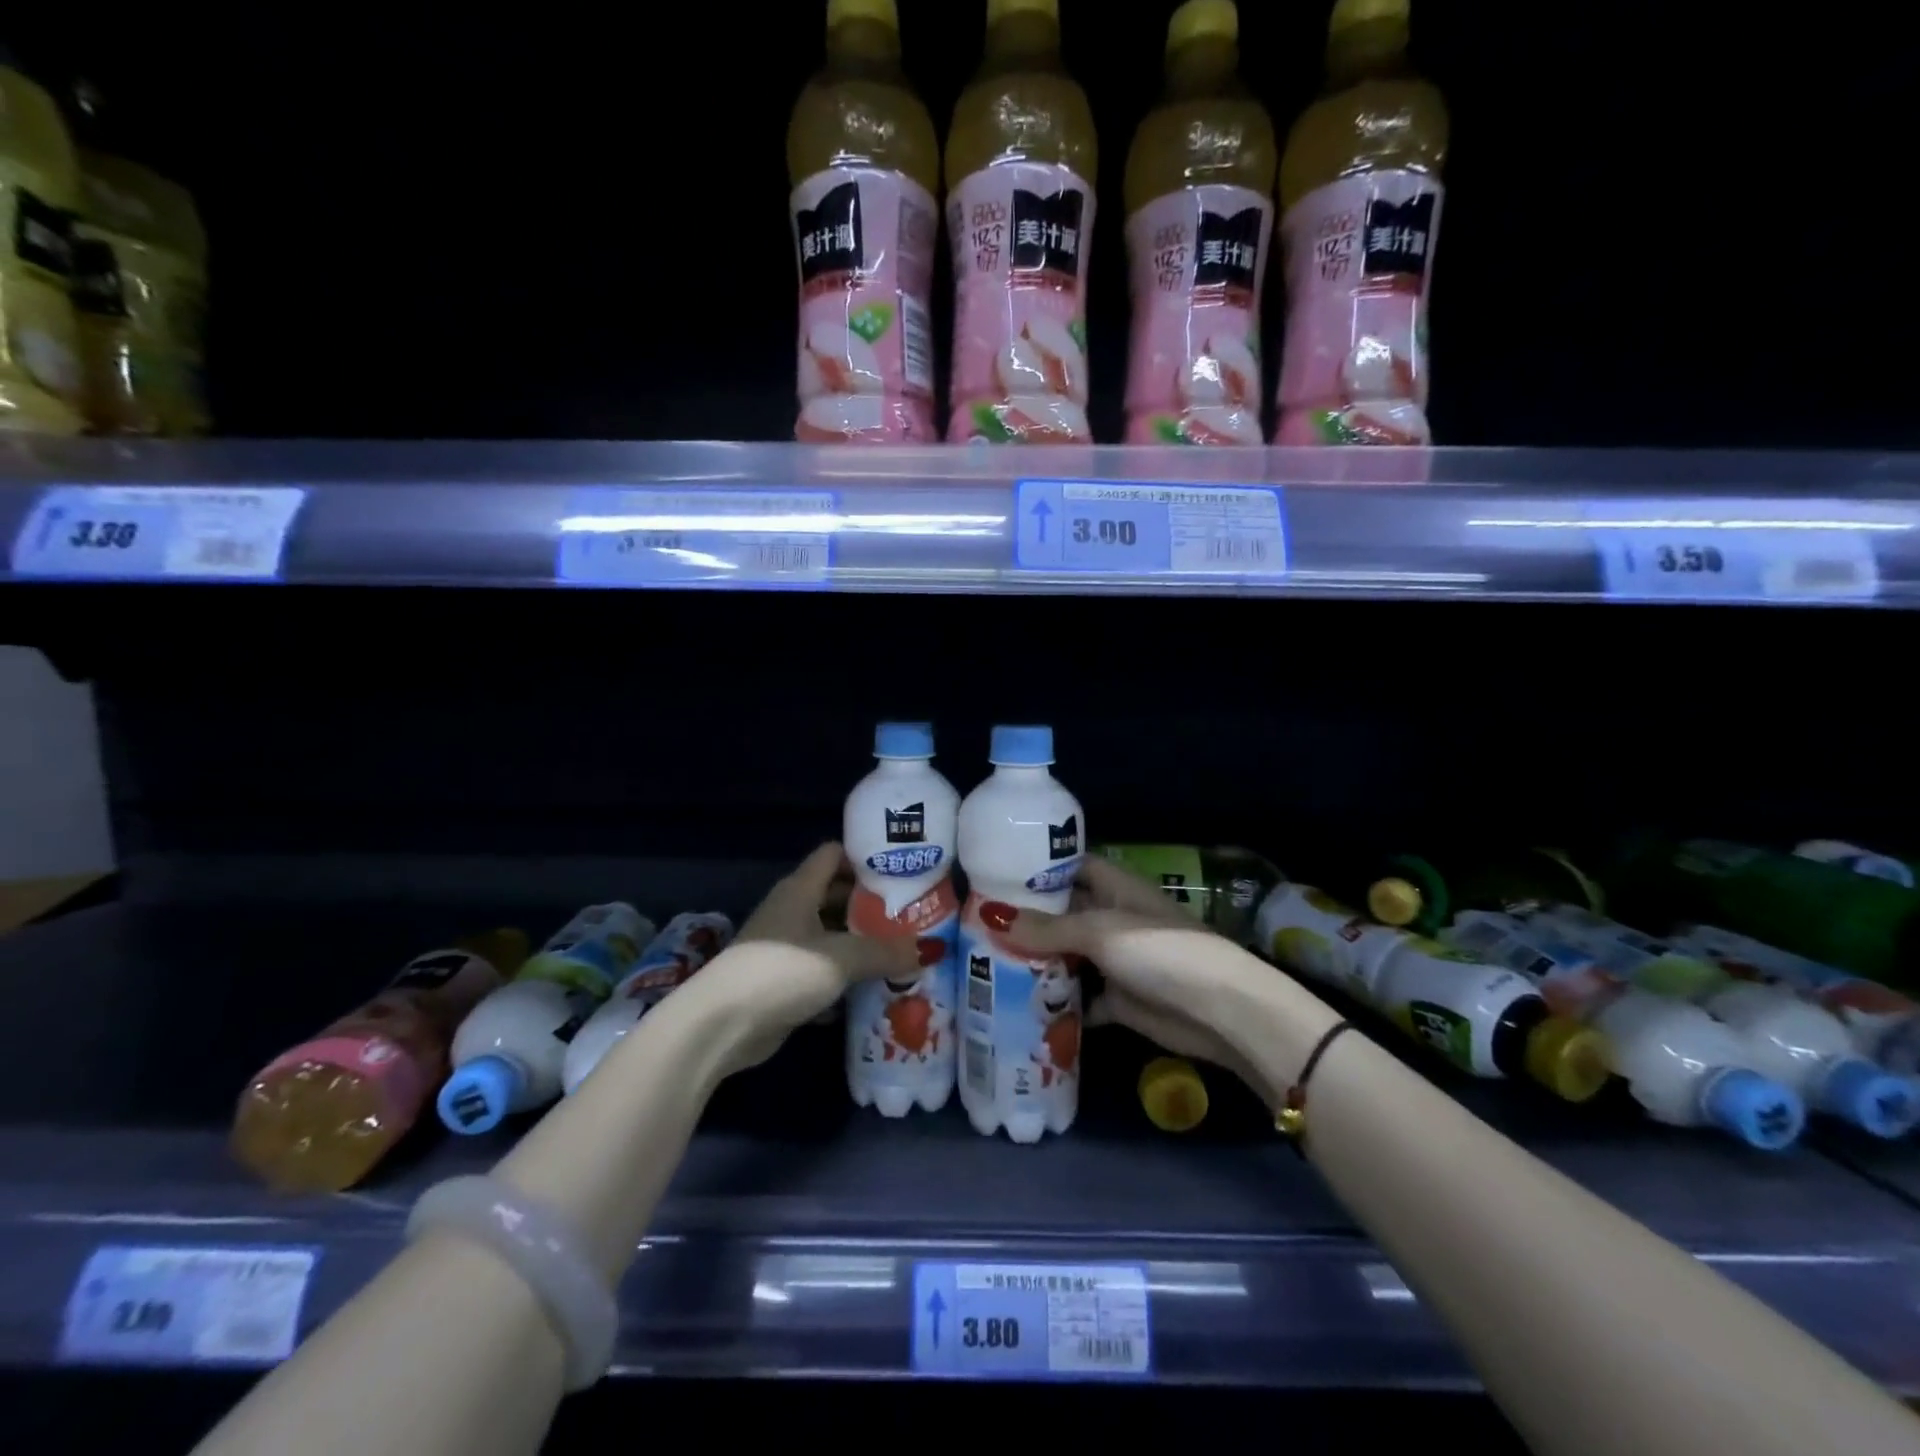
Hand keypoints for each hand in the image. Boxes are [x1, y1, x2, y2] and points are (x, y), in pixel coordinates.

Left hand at [703, 843, 922, 1073]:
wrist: (720, 1027)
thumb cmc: (781, 972)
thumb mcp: (841, 958)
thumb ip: (886, 951)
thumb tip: (931, 949)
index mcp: (800, 890)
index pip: (835, 855)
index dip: (866, 856)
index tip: (902, 868)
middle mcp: (791, 911)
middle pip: (836, 895)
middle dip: (872, 904)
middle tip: (912, 914)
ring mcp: (784, 947)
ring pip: (830, 935)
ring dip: (860, 943)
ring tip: (902, 950)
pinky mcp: (782, 982)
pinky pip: (821, 969)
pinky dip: (844, 976)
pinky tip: (873, 988)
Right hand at [979, 857, 1284, 1104]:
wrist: (1218, 1011)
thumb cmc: (1159, 951)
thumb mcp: (1100, 931)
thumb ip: (1047, 926)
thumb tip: (991, 915)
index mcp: (1114, 888)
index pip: (1071, 867)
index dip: (1038, 868)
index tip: (995, 873)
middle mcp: (1112, 919)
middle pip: (1064, 913)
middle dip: (1028, 919)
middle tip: (977, 924)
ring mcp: (1116, 960)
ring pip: (1068, 955)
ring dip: (1038, 960)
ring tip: (986, 963)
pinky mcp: (1119, 999)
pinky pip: (1080, 997)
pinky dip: (1057, 1002)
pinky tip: (1020, 1005)